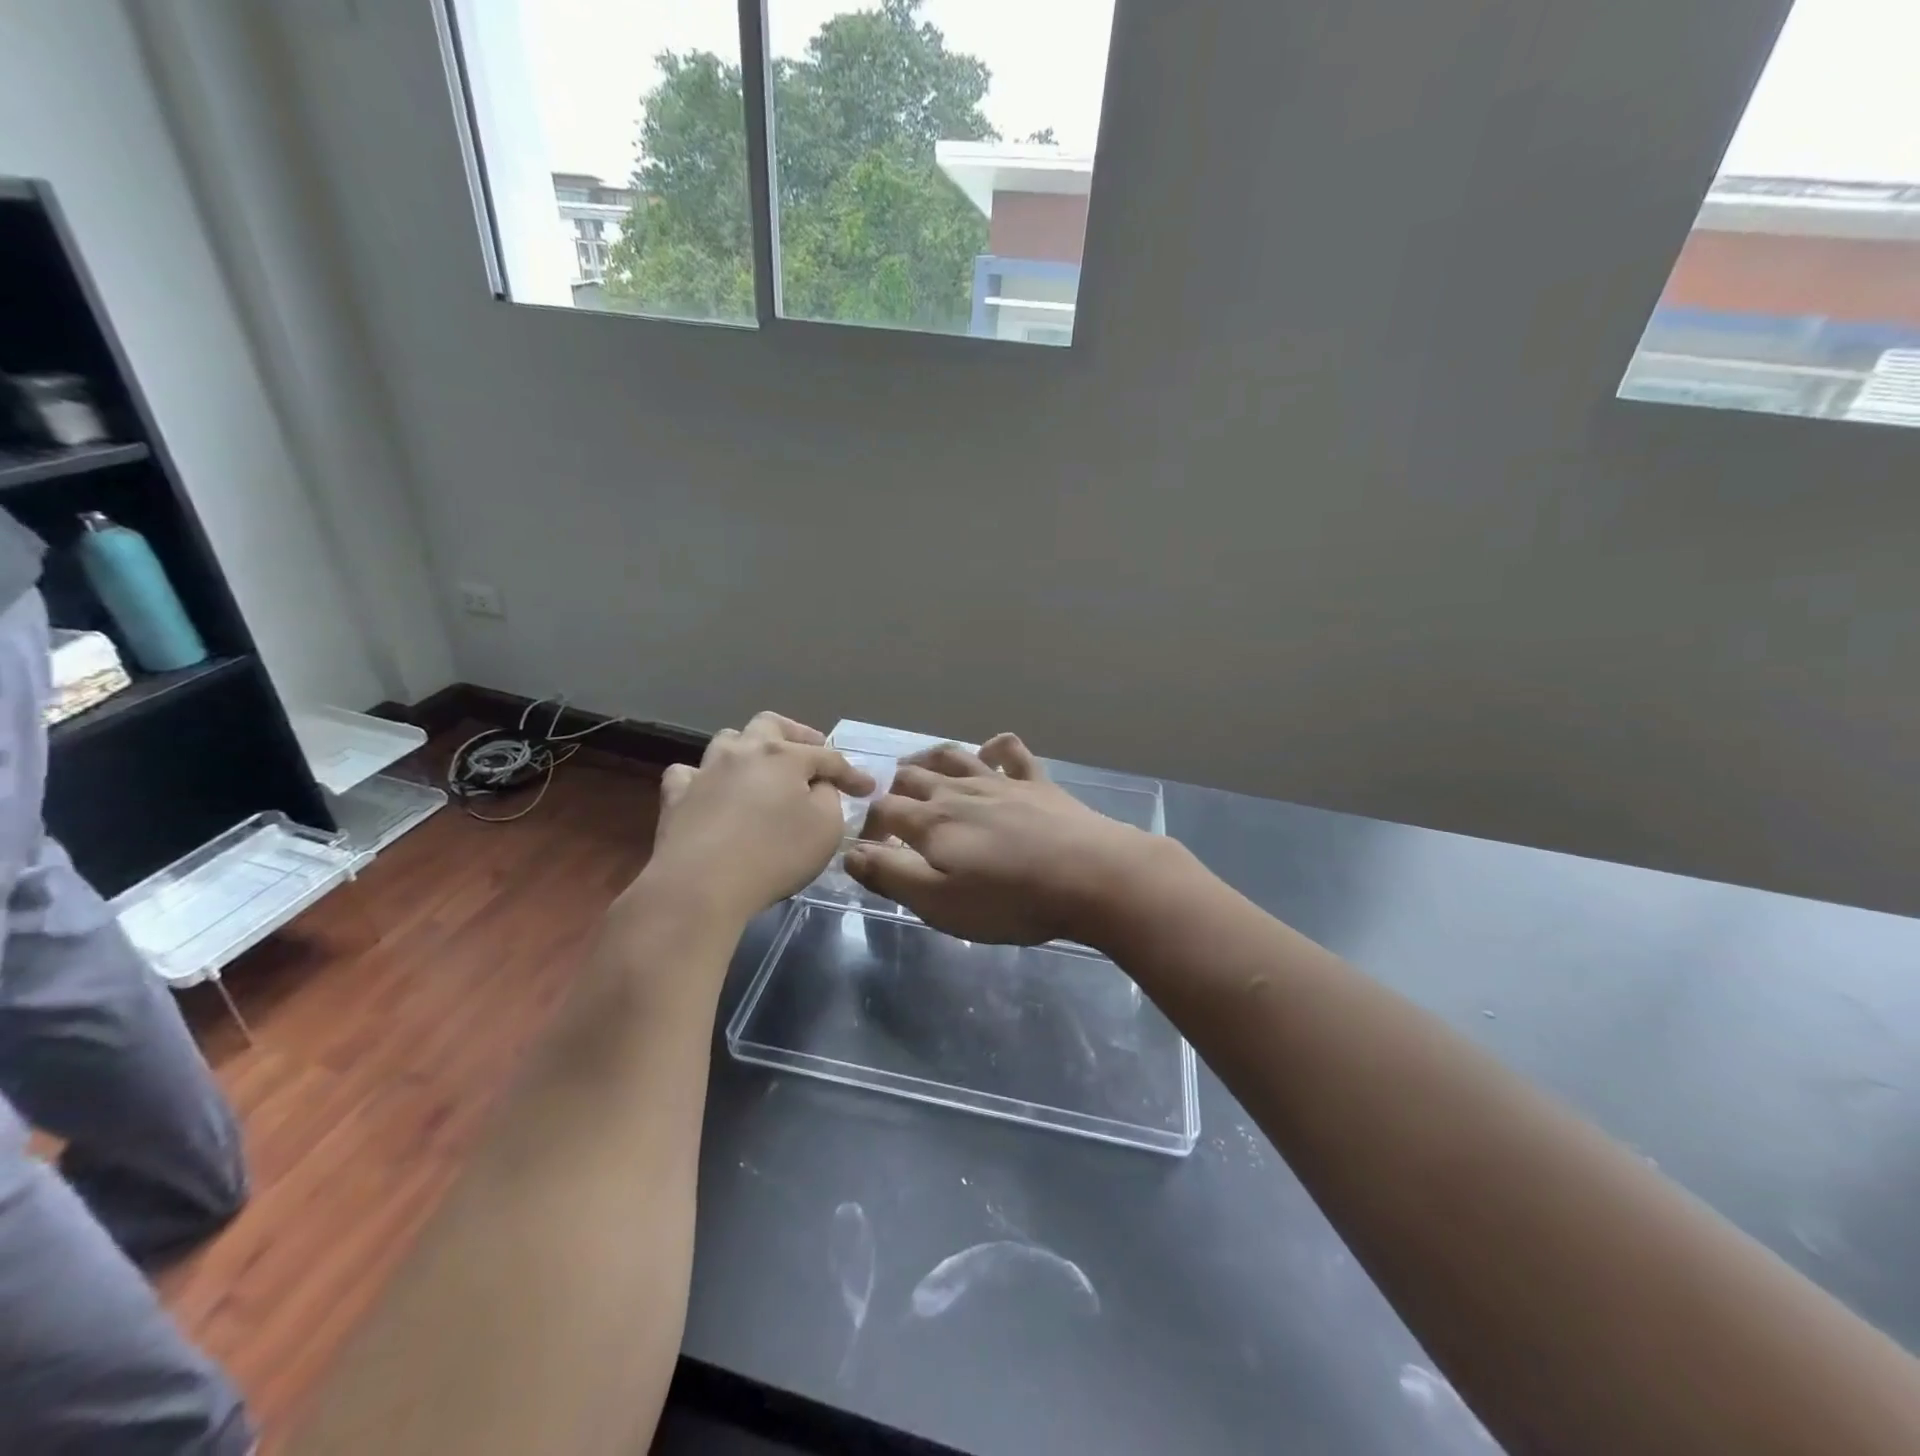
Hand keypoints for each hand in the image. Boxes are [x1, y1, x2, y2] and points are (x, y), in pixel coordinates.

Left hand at [644, 713, 874, 922]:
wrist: (701, 884)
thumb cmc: (774, 854)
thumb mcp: (826, 828)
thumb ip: (829, 799)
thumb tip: (818, 787)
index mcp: (783, 755)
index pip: (827, 757)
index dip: (851, 773)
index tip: (867, 789)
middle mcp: (743, 751)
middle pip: (771, 725)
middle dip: (796, 735)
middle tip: (812, 753)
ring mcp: (705, 771)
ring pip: (728, 740)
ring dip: (749, 748)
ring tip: (761, 767)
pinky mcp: (676, 797)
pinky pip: (689, 774)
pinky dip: (704, 778)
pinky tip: (710, 790)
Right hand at [846, 734, 1156, 944]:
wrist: (1090, 876)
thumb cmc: (1010, 899)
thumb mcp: (939, 902)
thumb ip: (891, 874)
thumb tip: (850, 853)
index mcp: (931, 821)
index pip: (884, 810)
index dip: (869, 826)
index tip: (870, 848)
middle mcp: (959, 791)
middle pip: (913, 777)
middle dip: (894, 789)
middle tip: (891, 808)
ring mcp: (1000, 782)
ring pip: (953, 757)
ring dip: (928, 760)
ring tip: (917, 768)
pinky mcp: (1036, 782)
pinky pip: (1010, 751)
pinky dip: (993, 747)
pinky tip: (988, 753)